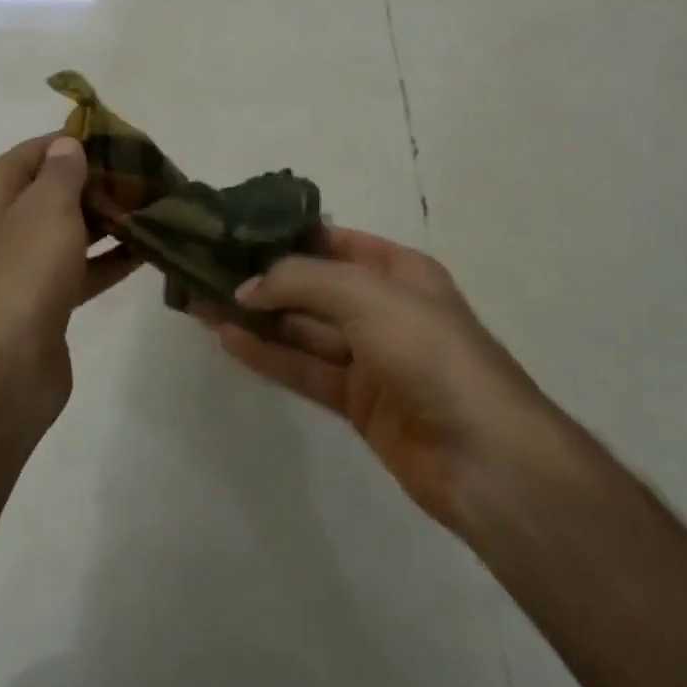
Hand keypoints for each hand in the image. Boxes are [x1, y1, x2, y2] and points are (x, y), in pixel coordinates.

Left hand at [0, 135, 139, 413]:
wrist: (4, 373)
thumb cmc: (23, 275)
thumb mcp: (46, 209)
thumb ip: (62, 171)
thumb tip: (67, 145)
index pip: (36, 150)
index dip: (76, 141)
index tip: (122, 139)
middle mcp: (3, 223)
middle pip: (56, 189)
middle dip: (100, 180)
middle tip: (150, 173)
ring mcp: (24, 264)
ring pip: (72, 228)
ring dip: (110, 218)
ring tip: (157, 204)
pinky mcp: (45, 299)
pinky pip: (83, 266)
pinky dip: (111, 257)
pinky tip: (150, 248)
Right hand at [200, 227, 558, 539]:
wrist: (484, 456)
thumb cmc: (428, 350)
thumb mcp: (365, 294)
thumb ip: (300, 281)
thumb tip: (246, 287)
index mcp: (398, 269)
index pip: (333, 241)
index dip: (286, 235)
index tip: (236, 230)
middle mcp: (383, 306)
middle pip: (312, 285)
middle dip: (264, 278)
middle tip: (207, 268)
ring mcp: (370, 356)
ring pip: (303, 328)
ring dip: (258, 316)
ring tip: (203, 302)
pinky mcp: (358, 401)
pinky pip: (305, 368)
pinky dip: (269, 354)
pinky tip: (228, 339)